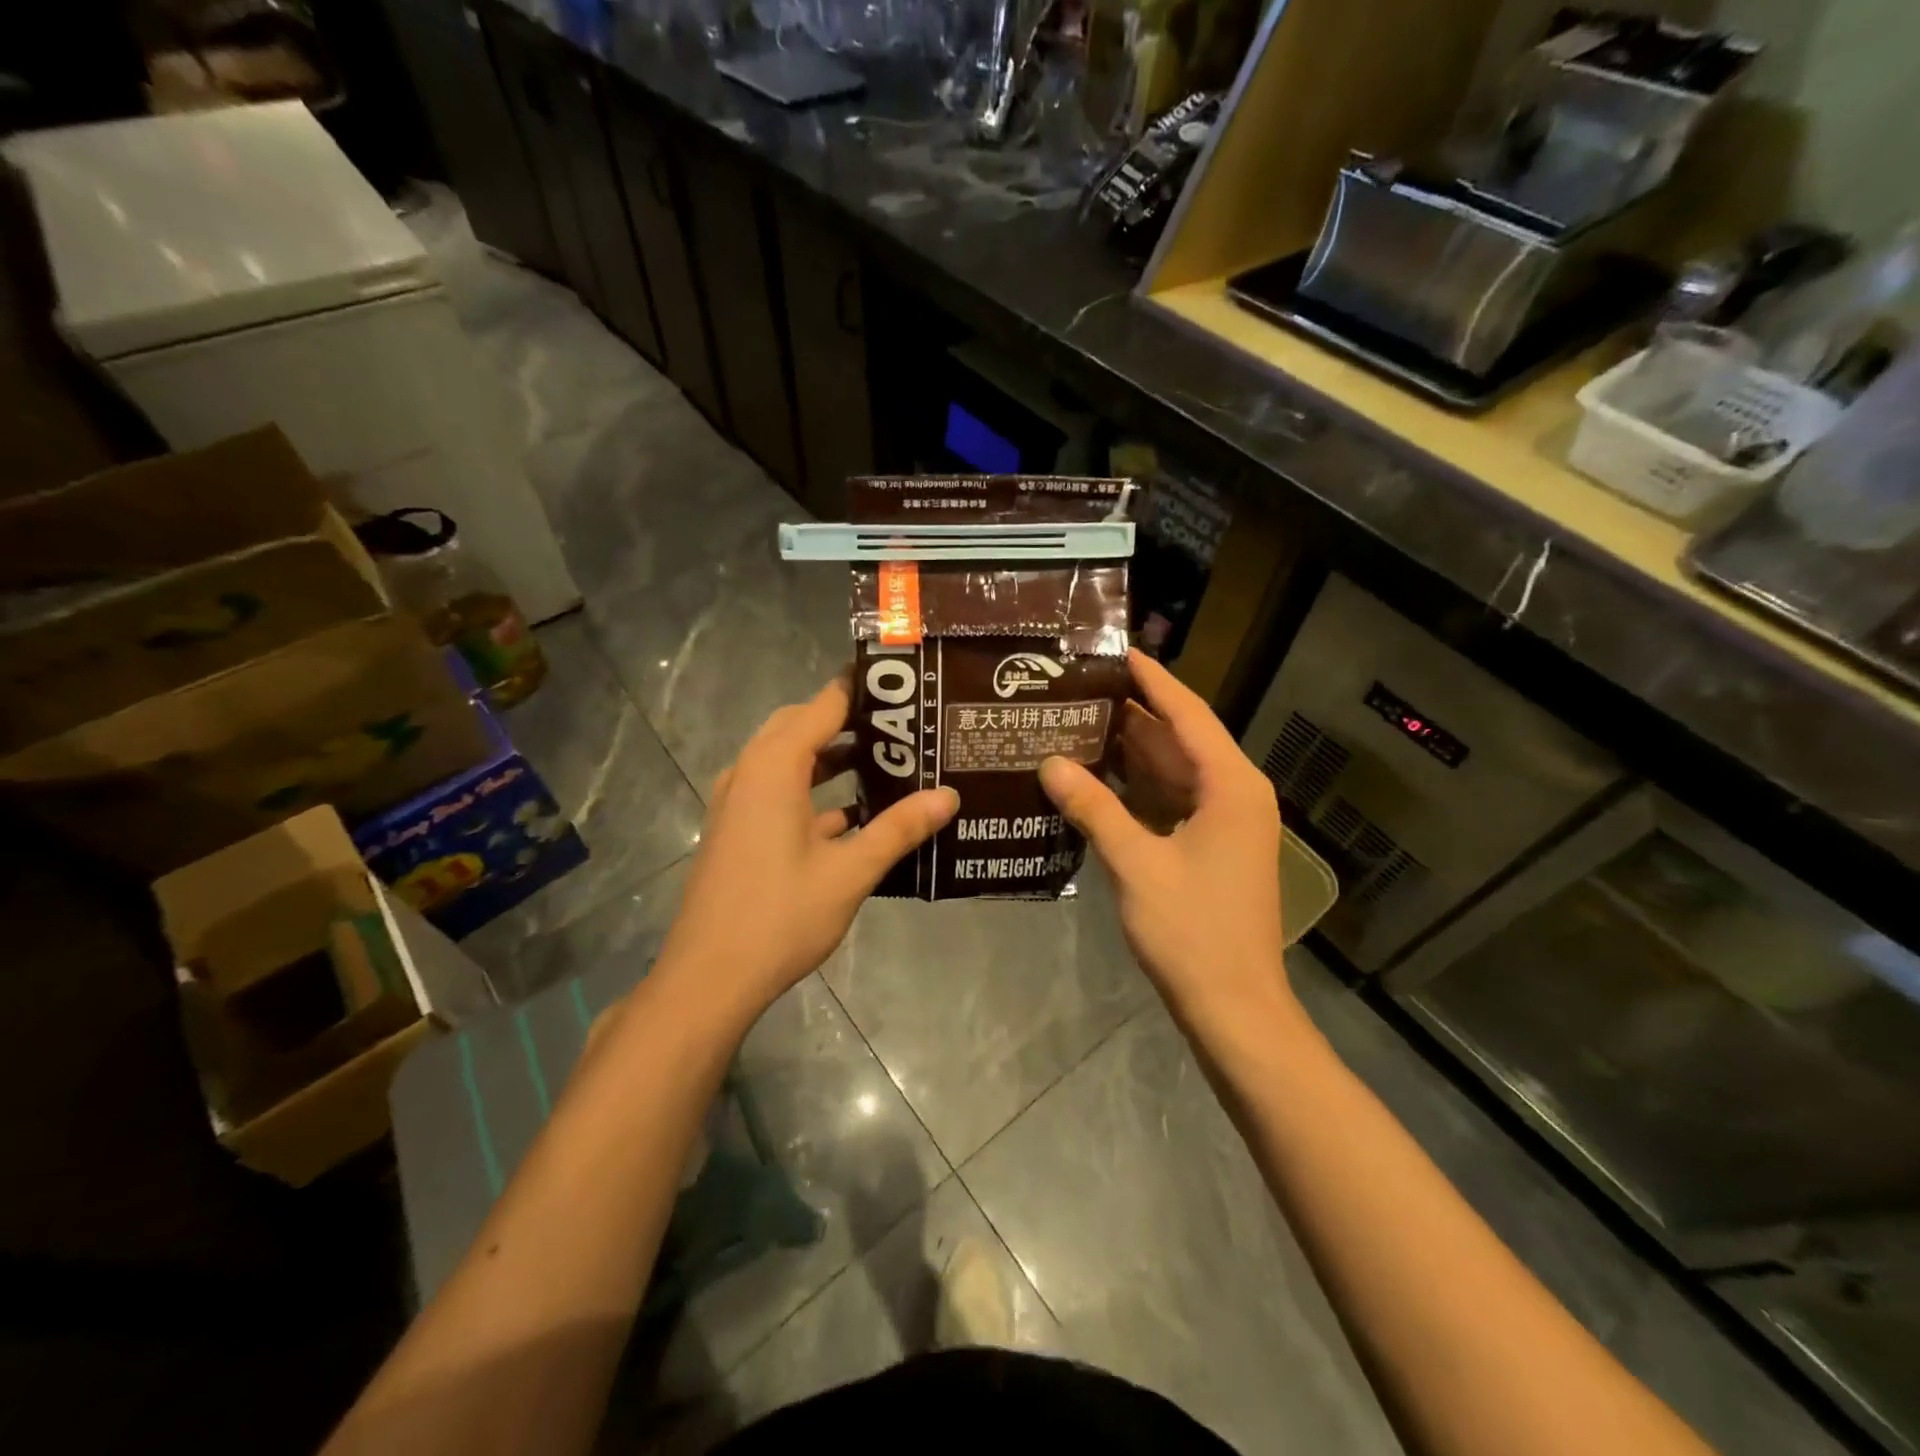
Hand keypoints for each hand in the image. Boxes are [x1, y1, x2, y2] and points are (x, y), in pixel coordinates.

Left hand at [655, 674, 958, 1019]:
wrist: (709, 977)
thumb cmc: (780, 916)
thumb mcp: (850, 872)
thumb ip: (899, 829)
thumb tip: (949, 796)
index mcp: (774, 767)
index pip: (824, 704)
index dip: (863, 689)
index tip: (907, 685)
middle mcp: (750, 772)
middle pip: (802, 725)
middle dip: (849, 720)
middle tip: (902, 725)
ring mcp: (739, 802)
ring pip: (789, 759)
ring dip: (831, 756)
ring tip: (887, 761)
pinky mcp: (738, 829)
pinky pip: (779, 790)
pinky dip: (814, 790)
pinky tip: (856, 814)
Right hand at [1040, 650, 1300, 1034]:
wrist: (1234, 1008)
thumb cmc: (1192, 931)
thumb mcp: (1136, 863)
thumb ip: (1093, 808)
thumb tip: (1049, 763)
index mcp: (1231, 786)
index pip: (1188, 715)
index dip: (1153, 681)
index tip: (1117, 652)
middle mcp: (1236, 794)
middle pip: (1181, 740)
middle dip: (1134, 714)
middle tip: (1081, 690)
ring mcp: (1227, 824)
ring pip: (1176, 772)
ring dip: (1133, 752)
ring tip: (1079, 724)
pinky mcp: (1213, 849)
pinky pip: (1173, 802)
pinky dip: (1139, 789)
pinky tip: (1097, 780)